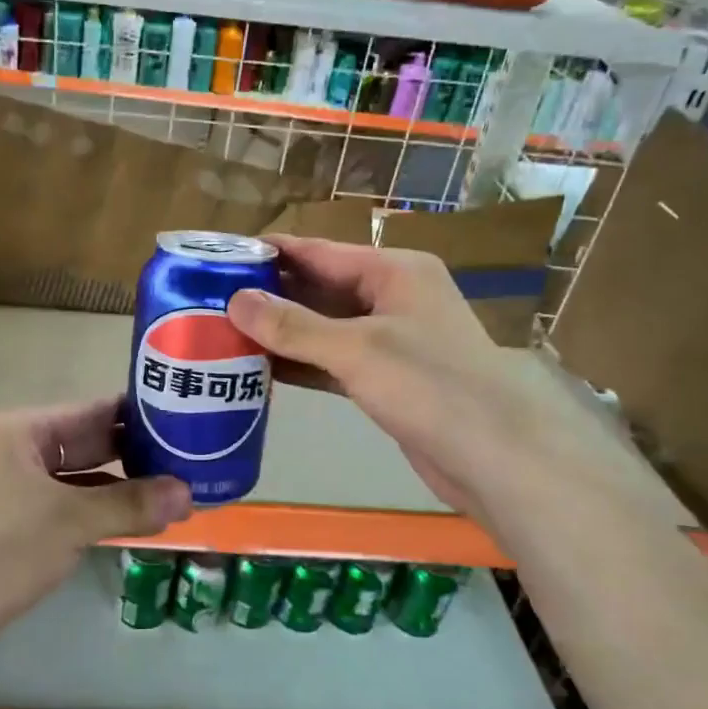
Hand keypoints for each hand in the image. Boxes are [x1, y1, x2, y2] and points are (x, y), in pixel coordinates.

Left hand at [0, 398, 193, 667]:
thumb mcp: (71, 521)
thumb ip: (130, 504)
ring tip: (177, 490)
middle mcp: (18, 450)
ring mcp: (15, 488)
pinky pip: (68, 506)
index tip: (185, 419)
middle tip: (191, 458)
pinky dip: (100, 511)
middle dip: (136, 454)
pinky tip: (138, 519)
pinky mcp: (15, 523)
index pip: (93, 411)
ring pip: (80, 478)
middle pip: (88, 443)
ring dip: (122, 487)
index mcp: (23, 430)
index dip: (139, 415)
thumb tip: (189, 494)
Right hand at [226, 236, 521, 516]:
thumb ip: (293, 326)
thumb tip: (234, 300)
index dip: (272, 253)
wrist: (496, 457)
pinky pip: (333, 361)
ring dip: (282, 332)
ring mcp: (391, 340)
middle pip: (320, 288)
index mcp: (393, 271)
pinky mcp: (386, 379)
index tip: (222, 256)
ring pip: (324, 327)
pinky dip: (301, 363)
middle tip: (211, 299)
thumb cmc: (429, 385)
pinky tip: (261, 368)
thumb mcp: (356, 349)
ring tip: (225, 332)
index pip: (320, 251)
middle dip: (271, 294)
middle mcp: (392, 297)